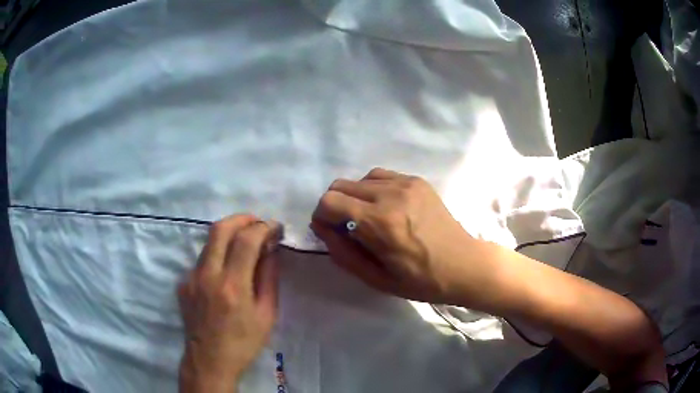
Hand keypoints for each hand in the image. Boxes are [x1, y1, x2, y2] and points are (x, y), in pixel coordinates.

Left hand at [178, 215, 281, 392]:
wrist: (209, 360)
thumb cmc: (244, 342)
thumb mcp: (267, 314)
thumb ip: (268, 278)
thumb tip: (271, 250)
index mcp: (233, 286)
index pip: (246, 240)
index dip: (263, 227)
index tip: (275, 227)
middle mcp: (207, 275)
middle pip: (220, 229)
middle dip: (242, 218)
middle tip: (257, 222)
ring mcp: (191, 277)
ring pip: (209, 242)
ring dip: (228, 235)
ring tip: (244, 244)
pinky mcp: (183, 283)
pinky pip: (202, 260)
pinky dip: (217, 256)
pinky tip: (226, 271)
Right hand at [311, 168, 494, 304]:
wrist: (463, 264)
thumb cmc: (420, 280)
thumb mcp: (376, 279)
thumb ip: (343, 253)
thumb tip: (322, 228)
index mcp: (379, 223)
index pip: (329, 202)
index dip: (321, 216)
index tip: (329, 231)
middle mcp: (390, 195)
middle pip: (340, 186)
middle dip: (334, 206)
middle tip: (347, 227)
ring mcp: (406, 184)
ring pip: (359, 179)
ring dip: (354, 197)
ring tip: (368, 217)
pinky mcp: (417, 181)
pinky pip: (381, 176)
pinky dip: (373, 189)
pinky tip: (386, 207)